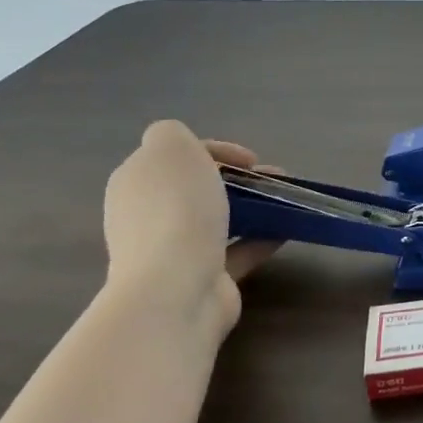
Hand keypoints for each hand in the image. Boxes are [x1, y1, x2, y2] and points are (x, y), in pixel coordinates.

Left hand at [102, 120, 280, 334]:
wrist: (176, 288)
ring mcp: (173, 251)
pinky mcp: (202, 279)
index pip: (177, 156)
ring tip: (287, 201)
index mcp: (135, 183)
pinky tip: (287, 229)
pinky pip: (237, 250)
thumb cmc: (176, 210)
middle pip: (199, 188)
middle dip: (239, 178)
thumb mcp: (170, 148)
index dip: (216, 150)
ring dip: (254, 205)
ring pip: (220, 218)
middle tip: (271, 179)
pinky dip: (261, 237)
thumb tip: (185, 150)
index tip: (250, 159)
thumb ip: (172, 134)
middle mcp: (148, 216)